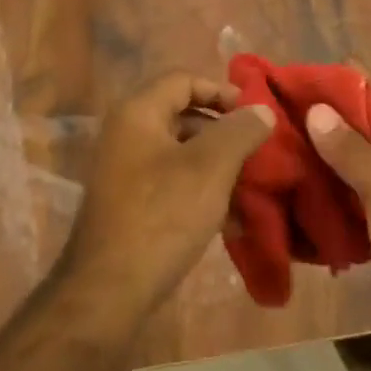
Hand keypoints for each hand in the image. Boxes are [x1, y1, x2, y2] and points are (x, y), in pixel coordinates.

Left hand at [60, 73, 274, 315]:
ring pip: (182, 155)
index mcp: (138, 114)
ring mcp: (125, 173)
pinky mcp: (131, 206)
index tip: (253, 115)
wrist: (108, 291)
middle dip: (225, 133)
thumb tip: (261, 110)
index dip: (221, 91)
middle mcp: (127, 135)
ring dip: (218, 168)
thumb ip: (240, 131)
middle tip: (257, 152)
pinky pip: (173, 185)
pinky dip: (202, 194)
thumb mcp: (210, 168)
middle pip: (183, 116)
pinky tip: (231, 223)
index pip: (183, 80)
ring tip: (251, 190)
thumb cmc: (162, 216)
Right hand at [305, 67, 370, 352]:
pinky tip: (294, 185)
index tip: (296, 78)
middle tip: (276, 113)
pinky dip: (327, 185)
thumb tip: (317, 109)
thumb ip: (353, 150)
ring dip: (322, 153)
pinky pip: (351, 191)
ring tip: (277, 144)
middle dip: (324, 118)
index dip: (341, 81)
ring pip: (354, 159)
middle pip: (364, 124)